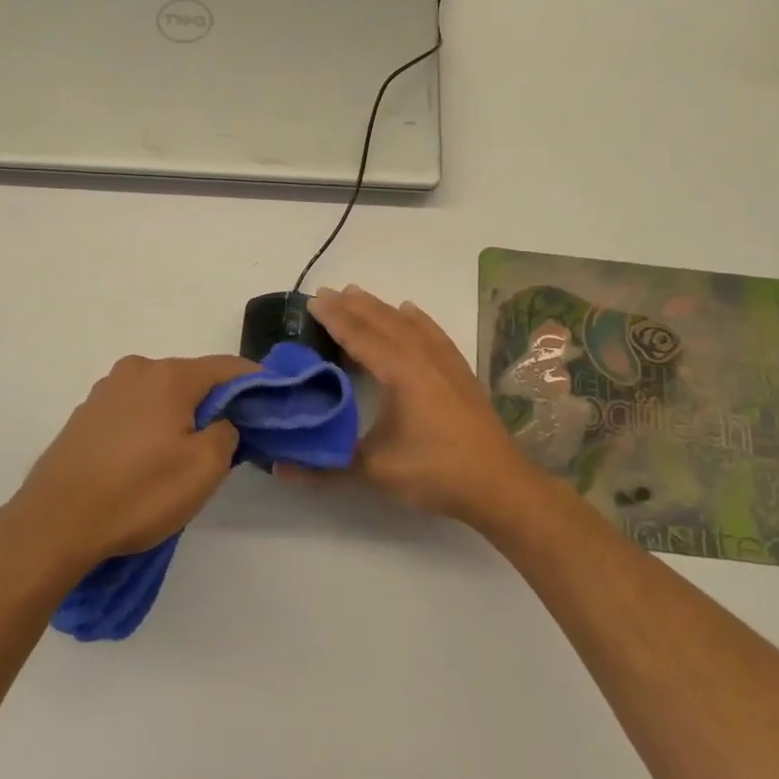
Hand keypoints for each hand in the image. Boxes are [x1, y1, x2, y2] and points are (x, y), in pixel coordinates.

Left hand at [3, 354, 256, 576]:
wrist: (54, 524)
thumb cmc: (138, 493)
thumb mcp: (204, 468)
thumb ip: (228, 433)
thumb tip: (223, 422)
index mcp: (169, 375)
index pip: (228, 367)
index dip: (256, 382)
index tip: (274, 401)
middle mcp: (136, 371)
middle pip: (192, 379)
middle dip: (216, 403)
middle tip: (230, 439)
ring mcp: (105, 392)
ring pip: (160, 396)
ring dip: (180, 416)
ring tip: (185, 455)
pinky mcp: (85, 417)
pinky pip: (133, 412)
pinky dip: (150, 426)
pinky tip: (147, 461)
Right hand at [294, 286, 543, 527]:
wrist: (499, 485)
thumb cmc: (435, 472)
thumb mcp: (375, 471)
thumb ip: (325, 466)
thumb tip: (278, 467)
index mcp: (400, 372)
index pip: (360, 336)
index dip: (334, 318)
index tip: (312, 301)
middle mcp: (422, 357)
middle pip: (382, 322)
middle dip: (353, 306)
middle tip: (326, 293)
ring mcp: (446, 362)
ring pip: (407, 324)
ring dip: (380, 309)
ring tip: (358, 294)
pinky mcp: (460, 373)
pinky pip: (433, 333)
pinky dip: (417, 319)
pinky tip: (411, 312)